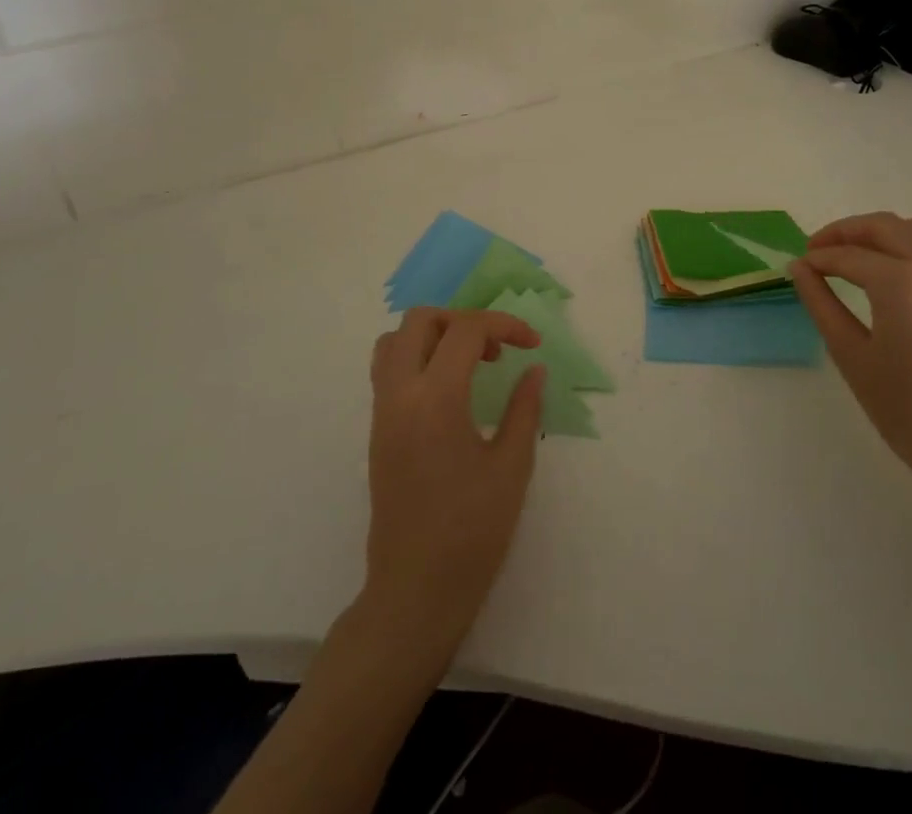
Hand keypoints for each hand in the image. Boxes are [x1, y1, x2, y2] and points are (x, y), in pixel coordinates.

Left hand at [363, 307, 546, 657]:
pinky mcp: (376, 431)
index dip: (504, 325)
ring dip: (434, 335)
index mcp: (436, 399)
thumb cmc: (472, 532)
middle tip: (495, 349)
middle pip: (420, 321)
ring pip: (395, 341)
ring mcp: (382, 412)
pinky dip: (417, 358)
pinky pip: (388, 370)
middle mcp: (400, 395)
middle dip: (462, 320)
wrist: (415, 591)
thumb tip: (534, 370)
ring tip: (469, 363)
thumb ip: (524, 408)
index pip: (465, 330)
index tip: (532, 344)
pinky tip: (450, 390)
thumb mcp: (512, 466)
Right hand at [790, 213, 911, 516]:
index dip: (819, 258)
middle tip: (821, 250)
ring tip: (866, 253)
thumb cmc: (909, 413)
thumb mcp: (852, 357)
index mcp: (902, 285)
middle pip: (886, 227)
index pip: (849, 257)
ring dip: (891, 233)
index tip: (801, 266)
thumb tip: (799, 267)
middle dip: (847, 233)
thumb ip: (821, 304)